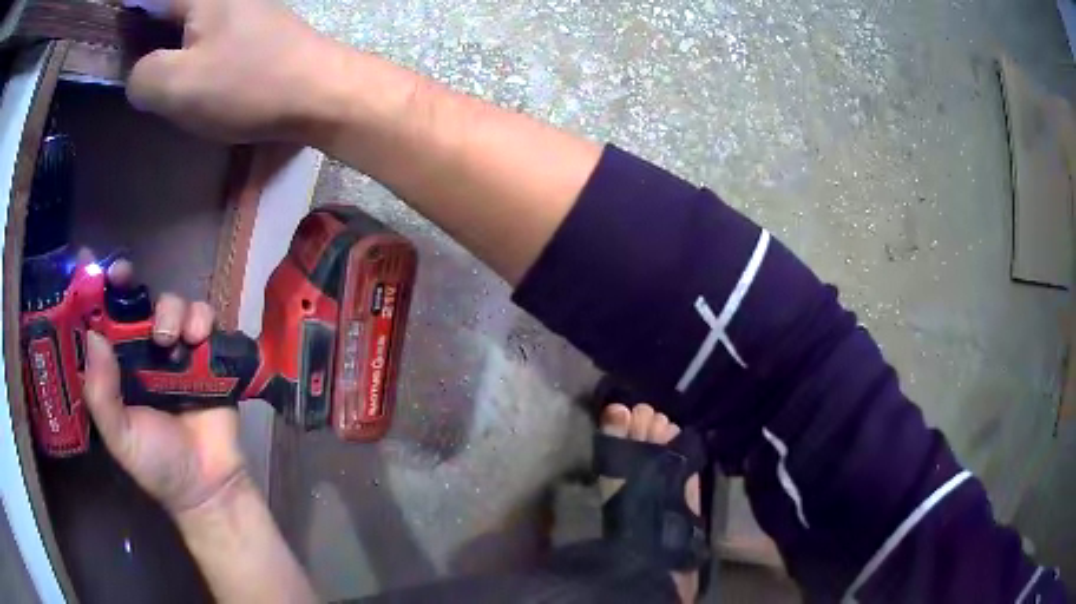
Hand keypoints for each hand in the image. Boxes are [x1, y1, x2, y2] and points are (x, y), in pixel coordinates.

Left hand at [83, 259, 245, 514]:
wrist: (207, 484)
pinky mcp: (208, 356)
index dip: (96, 292)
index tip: (89, 265)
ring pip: (171, 303)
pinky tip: (197, 339)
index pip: (103, 321)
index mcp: (119, 367)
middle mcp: (144, 351)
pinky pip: (205, 319)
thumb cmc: (157, 463)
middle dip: (130, 283)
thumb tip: (93, 336)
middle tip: (124, 277)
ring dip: (171, 309)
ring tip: (170, 340)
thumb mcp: (120, 436)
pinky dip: (201, 319)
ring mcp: (177, 351)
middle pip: (136, 301)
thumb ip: (101, 394)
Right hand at [123, 0, 343, 141]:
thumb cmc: (247, 83)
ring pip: (186, 16)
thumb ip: (143, 77)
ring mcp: (240, 6)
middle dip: (143, 25)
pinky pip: (205, 26)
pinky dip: (185, 42)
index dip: (128, 9)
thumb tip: (138, 73)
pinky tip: (177, 59)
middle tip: (120, 46)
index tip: (110, 23)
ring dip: (162, 34)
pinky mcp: (251, 25)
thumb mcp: (178, 86)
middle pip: (168, 6)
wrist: (319, 90)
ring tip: (140, 56)